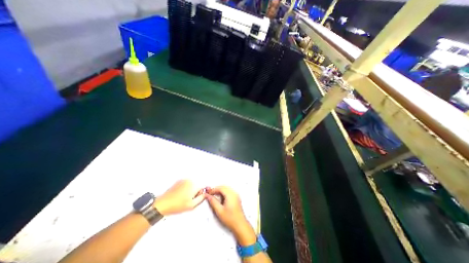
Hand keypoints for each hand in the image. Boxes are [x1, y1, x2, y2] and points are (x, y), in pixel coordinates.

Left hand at [155, 181, 204, 215]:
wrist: (163, 204)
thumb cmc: (177, 205)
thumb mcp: (192, 205)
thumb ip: (201, 199)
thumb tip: (205, 194)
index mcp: (194, 185)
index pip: (203, 187)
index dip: (200, 194)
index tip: (196, 199)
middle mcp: (190, 180)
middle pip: (197, 185)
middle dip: (195, 192)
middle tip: (189, 200)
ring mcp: (184, 180)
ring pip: (192, 185)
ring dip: (190, 190)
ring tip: (183, 198)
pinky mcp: (179, 181)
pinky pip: (186, 184)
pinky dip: (185, 189)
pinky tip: (180, 195)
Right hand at [206, 186, 255, 245]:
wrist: (240, 225)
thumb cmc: (230, 219)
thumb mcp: (219, 211)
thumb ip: (213, 202)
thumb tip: (208, 196)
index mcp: (230, 195)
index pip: (220, 188)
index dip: (213, 189)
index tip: (208, 193)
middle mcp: (234, 193)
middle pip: (224, 187)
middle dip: (216, 189)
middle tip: (210, 194)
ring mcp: (236, 195)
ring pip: (226, 189)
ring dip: (220, 191)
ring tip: (214, 196)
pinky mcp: (236, 197)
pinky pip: (229, 191)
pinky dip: (224, 193)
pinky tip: (220, 198)